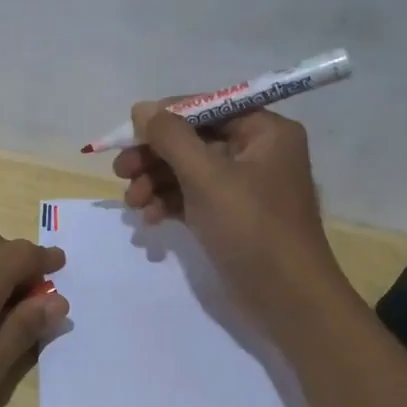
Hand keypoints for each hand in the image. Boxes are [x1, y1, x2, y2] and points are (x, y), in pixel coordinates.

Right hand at [113, 102, 346, 325]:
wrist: (286, 298)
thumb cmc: (251, 228)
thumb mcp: (207, 176)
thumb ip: (171, 138)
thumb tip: (141, 108)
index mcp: (265, 132)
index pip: (207, 108)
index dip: (165, 118)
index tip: (127, 134)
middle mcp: (257, 152)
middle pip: (193, 140)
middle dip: (154, 156)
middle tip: (120, 172)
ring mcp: (244, 187)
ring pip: (188, 171)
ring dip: (155, 182)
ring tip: (132, 203)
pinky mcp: (231, 217)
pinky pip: (193, 198)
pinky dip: (169, 204)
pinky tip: (148, 219)